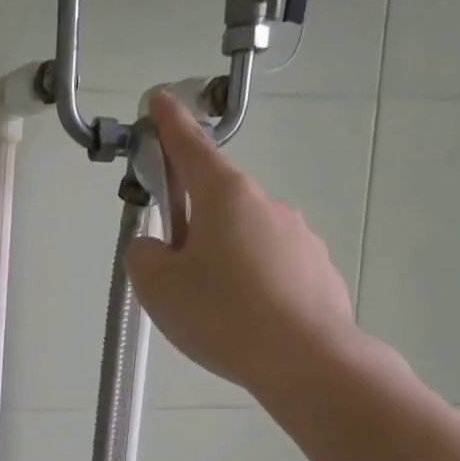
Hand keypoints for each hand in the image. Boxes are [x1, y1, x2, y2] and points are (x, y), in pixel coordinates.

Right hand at [126, 91, 368, 415]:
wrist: (305, 359)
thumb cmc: (221, 314)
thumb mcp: (157, 286)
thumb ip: (143, 255)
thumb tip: (155, 246)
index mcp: (225, 196)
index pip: (190, 148)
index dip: (169, 125)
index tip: (159, 101)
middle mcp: (267, 204)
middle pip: (216, 202)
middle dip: (190, 225)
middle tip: (174, 274)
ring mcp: (298, 236)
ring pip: (243, 239)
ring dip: (221, 260)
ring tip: (212, 311)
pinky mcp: (316, 270)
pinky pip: (269, 269)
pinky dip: (251, 285)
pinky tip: (245, 323)